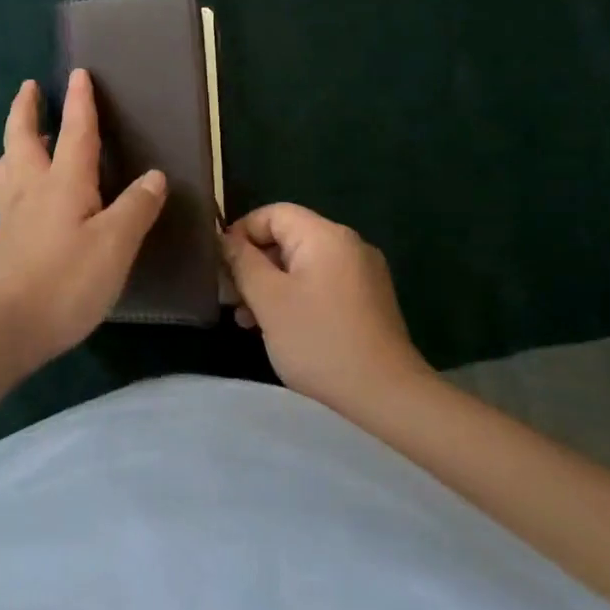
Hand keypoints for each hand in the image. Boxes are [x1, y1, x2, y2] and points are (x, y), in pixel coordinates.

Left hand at [0, 70, 167, 366]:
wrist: (0, 328)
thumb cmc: (63, 280)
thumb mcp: (114, 244)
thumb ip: (135, 207)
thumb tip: (155, 176)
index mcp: (63, 182)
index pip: (75, 132)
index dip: (80, 103)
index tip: (78, 73)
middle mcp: (32, 189)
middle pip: (23, 138)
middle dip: (27, 110)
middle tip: (29, 88)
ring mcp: (12, 216)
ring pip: (8, 165)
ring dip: (14, 142)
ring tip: (22, 136)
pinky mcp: (3, 242)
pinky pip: (6, 193)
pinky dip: (12, 177)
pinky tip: (22, 195)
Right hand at [223, 203, 429, 415]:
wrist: (387, 396)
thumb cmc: (320, 342)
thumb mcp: (269, 300)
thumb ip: (242, 263)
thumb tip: (225, 239)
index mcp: (325, 235)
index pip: (274, 213)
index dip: (241, 232)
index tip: (222, 267)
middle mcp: (348, 244)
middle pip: (288, 238)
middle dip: (254, 264)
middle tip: (231, 299)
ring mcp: (363, 273)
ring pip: (303, 264)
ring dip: (272, 284)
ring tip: (247, 320)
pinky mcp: (369, 300)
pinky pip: (322, 284)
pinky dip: (296, 297)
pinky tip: (280, 327)